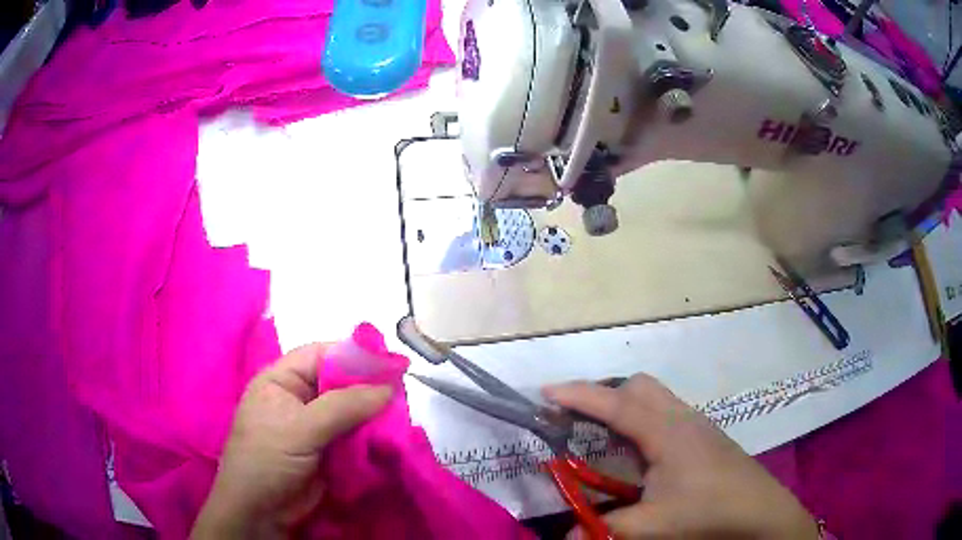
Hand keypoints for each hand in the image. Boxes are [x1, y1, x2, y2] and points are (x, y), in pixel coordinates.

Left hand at [191, 343, 391, 538]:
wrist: (261, 513)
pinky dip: (371, 435)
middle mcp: (299, 398)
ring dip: (373, 413)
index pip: (320, 355)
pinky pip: (354, 435)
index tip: (389, 361)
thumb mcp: (299, 429)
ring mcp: (315, 426)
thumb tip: (388, 388)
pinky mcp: (329, 451)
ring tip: (401, 414)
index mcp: (281, 381)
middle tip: (402, 390)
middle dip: (367, 386)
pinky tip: (390, 435)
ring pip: (350, 410)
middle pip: (339, 382)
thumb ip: (342, 407)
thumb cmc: (267, 460)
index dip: (353, 354)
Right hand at [544, 374, 817, 539]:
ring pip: (655, 397)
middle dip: (604, 393)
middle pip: (639, 386)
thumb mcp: (651, 526)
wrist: (760, 511)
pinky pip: (666, 412)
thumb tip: (565, 538)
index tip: (545, 392)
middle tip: (577, 418)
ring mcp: (697, 424)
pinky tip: (640, 453)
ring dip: (624, 405)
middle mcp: (681, 417)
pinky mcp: (705, 435)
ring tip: (602, 434)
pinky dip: (643, 419)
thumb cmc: (707, 512)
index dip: (578, 396)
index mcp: (665, 432)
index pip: (614, 403)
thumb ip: (604, 528)